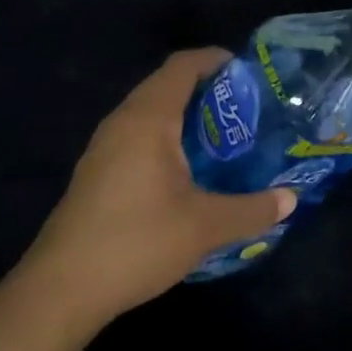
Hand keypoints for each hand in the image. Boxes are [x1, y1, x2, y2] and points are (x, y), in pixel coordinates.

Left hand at [26, 49, 296, 320]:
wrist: (60, 290)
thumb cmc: (136, 242)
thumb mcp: (205, 227)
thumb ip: (252, 210)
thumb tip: (291, 199)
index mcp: (148, 118)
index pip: (183, 66)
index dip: (215, 60)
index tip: (248, 73)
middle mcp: (123, 120)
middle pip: (166, 83)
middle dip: (206, 88)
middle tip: (245, 108)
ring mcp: (103, 146)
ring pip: (149, 110)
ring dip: (184, 113)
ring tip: (222, 136)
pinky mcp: (96, 171)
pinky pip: (137, 133)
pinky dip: (165, 135)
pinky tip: (185, 169)